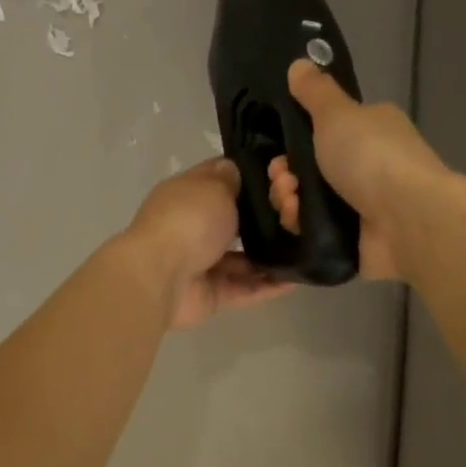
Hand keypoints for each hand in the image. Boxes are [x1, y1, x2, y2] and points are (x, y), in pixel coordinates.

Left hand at [120, 159, 294, 328]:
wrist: (160, 277)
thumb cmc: (188, 221)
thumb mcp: (213, 187)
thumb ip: (230, 180)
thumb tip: (235, 170)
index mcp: (187, 196)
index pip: (219, 180)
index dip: (248, 177)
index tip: (282, 177)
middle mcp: (193, 228)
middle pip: (233, 222)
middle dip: (264, 220)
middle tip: (301, 216)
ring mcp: (201, 264)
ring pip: (242, 259)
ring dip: (269, 256)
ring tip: (305, 249)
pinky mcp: (211, 295)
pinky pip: (244, 289)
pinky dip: (268, 286)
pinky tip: (297, 278)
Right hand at [267, 60, 449, 281]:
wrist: (407, 219)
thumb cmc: (372, 157)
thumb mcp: (337, 114)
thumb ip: (315, 92)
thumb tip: (299, 63)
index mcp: (369, 129)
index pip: (323, 131)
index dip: (295, 139)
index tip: (280, 148)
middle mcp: (367, 165)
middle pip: (308, 168)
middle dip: (285, 173)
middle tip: (283, 178)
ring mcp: (360, 204)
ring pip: (306, 200)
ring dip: (288, 199)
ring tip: (290, 202)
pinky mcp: (353, 238)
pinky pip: (314, 230)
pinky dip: (300, 225)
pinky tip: (297, 222)